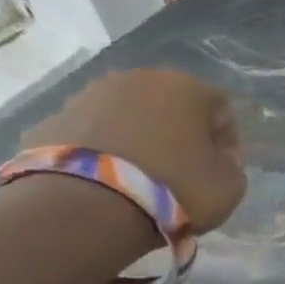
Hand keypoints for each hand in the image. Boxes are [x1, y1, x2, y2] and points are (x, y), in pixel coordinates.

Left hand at [22, 68, 246, 231]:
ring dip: (141, 140)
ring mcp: (89, 95)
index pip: (222, 110)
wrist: (88, 204)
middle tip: (183, 172)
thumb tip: (215, 156)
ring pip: (129, 117)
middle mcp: (137, 79)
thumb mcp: (230, 184)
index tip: (222, 170)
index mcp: (186, 88)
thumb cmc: (176, 188)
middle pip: (171, 107)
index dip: (227, 142)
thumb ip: (230, 163)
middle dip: (180, 135)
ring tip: (143, 179)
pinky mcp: (54, 119)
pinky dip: (106, 152)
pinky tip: (111, 183)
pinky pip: (94, 135)